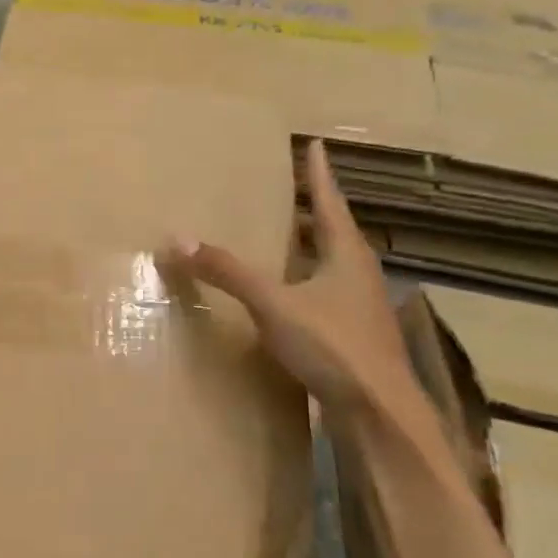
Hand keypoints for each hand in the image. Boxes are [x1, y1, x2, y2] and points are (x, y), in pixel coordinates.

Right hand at [162, 140, 413, 411]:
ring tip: (286, 239)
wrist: (378, 413)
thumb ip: (228, 272)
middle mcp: (358, 275)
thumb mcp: (273, 305)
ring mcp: (360, 308)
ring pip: (332, 267)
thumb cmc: (332, 346)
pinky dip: (306, 284)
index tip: (315, 144)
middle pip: (334, 233)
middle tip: (292, 191)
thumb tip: (178, 239)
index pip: (329, 203)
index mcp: (346, 256)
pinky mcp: (354, 337)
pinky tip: (290, 298)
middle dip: (314, 211)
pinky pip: (326, 296)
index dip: (319, 175)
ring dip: (311, 249)